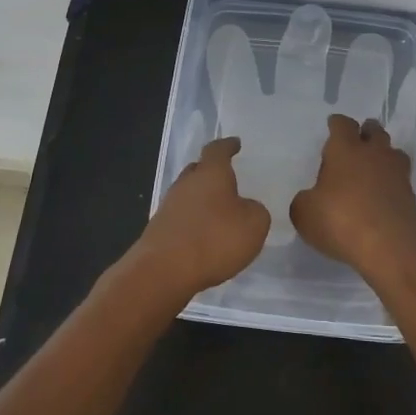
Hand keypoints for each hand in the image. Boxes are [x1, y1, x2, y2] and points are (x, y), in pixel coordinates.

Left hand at [129, 136, 270, 300]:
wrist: (163, 271)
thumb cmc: (215, 239)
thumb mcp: (254, 225)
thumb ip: (256, 210)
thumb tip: (245, 207)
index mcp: (210, 173)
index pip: (218, 150)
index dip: (228, 146)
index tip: (235, 143)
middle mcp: (186, 183)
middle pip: (198, 170)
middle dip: (212, 173)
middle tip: (228, 180)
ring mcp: (168, 206)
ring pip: (188, 194)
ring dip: (202, 200)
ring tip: (219, 212)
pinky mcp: (159, 230)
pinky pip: (181, 217)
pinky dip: (194, 221)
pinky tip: (204, 236)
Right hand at [290, 115, 415, 282]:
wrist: (390, 247)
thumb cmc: (340, 221)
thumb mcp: (304, 213)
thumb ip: (305, 200)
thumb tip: (312, 198)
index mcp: (345, 149)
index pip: (342, 124)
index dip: (336, 124)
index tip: (332, 126)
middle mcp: (374, 153)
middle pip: (374, 131)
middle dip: (365, 133)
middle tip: (355, 142)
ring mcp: (396, 173)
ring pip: (392, 152)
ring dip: (382, 155)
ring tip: (371, 167)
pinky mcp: (410, 195)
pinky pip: (399, 178)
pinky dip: (390, 182)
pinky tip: (380, 194)